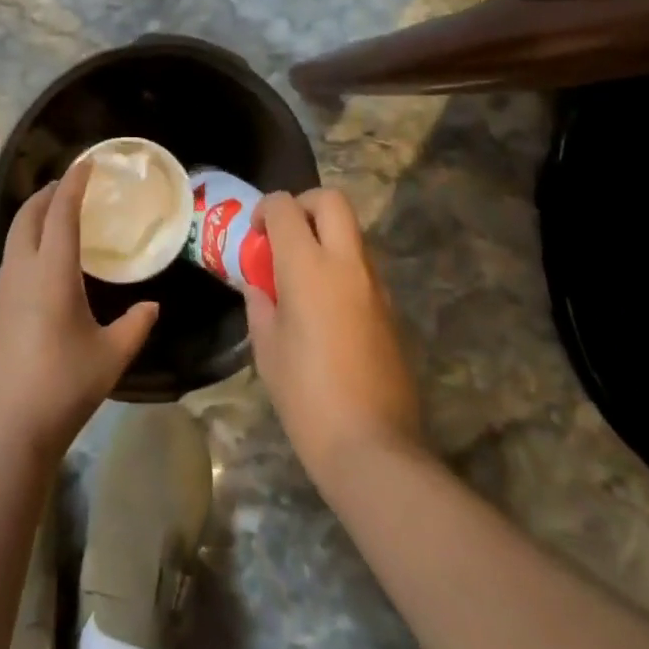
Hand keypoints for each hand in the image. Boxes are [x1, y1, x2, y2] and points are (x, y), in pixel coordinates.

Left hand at [0, 161, 159, 460]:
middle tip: (69, 186)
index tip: (87, 163)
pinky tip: (42, 272)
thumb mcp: (110, 357)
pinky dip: (26, 248)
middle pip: (28, 215)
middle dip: (47, 193)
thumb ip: (135, 326)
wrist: (3, 430)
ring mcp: (0, 291)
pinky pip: (10, 263)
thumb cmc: (62, 386)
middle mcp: (21, 270)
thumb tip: (152, 306)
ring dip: (34, 219)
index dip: (74, 182)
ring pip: (14, 238)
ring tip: (57, 223)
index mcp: (52, 271)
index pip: (62, 211)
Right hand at [243, 188, 422, 491]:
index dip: (266, 210)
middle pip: (332, 200)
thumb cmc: (307, 397)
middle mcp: (346, 263)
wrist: (374, 448)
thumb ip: (261, 305)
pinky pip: (364, 266)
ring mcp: (375, 284)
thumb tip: (260, 286)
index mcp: (307, 266)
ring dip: (326, 236)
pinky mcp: (392, 309)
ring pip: (352, 232)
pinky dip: (342, 267)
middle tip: (286, 235)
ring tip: (303, 274)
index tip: (256, 234)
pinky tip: (327, 307)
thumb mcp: (267, 350)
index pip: (285, 207)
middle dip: (305, 204)